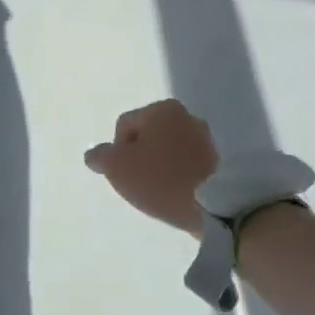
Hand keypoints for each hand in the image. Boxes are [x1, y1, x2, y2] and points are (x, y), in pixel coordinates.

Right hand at [85, 100, 218, 236]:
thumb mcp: (117, 167)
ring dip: (160, 165)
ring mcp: (207, 137)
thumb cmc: (159, 179)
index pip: (124, 125)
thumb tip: (94, 154)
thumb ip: (100, 156)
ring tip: (158, 190)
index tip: (123, 174)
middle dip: (140, 157)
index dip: (116, 151)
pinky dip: (178, 174)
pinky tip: (176, 192)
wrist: (214, 204)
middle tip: (138, 183)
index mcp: (162, 109)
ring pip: (169, 149)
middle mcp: (186, 115)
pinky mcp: (220, 159)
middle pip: (149, 136)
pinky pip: (187, 163)